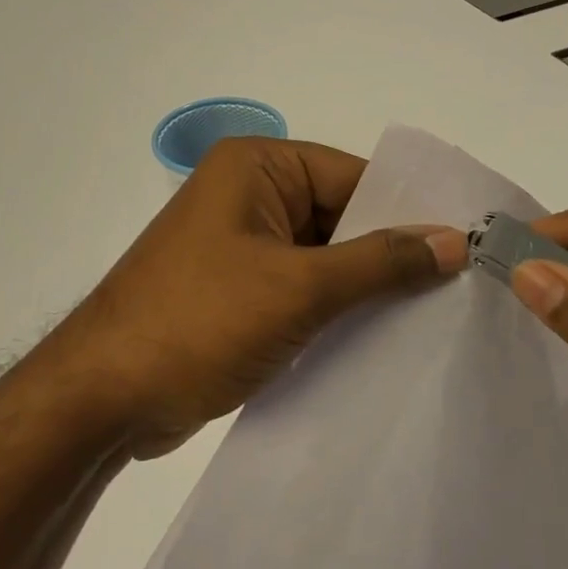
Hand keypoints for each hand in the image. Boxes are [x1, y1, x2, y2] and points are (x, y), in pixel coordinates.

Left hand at [54, 137, 466, 456]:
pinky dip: (336, 310)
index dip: (408, 210)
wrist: (101, 401)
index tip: (466, 246)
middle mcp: (250, 195)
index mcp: (258, 167)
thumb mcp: (299, 287)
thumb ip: (380, 262)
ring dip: (365, 288)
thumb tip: (454, 240)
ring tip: (434, 318)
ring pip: (325, 257)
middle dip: (390, 254)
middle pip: (341, 216)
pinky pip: (303, 288)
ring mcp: (242, 245)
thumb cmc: (199, 322)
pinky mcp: (239, 291)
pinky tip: (382, 339)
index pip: (354, 177)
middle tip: (460, 288)